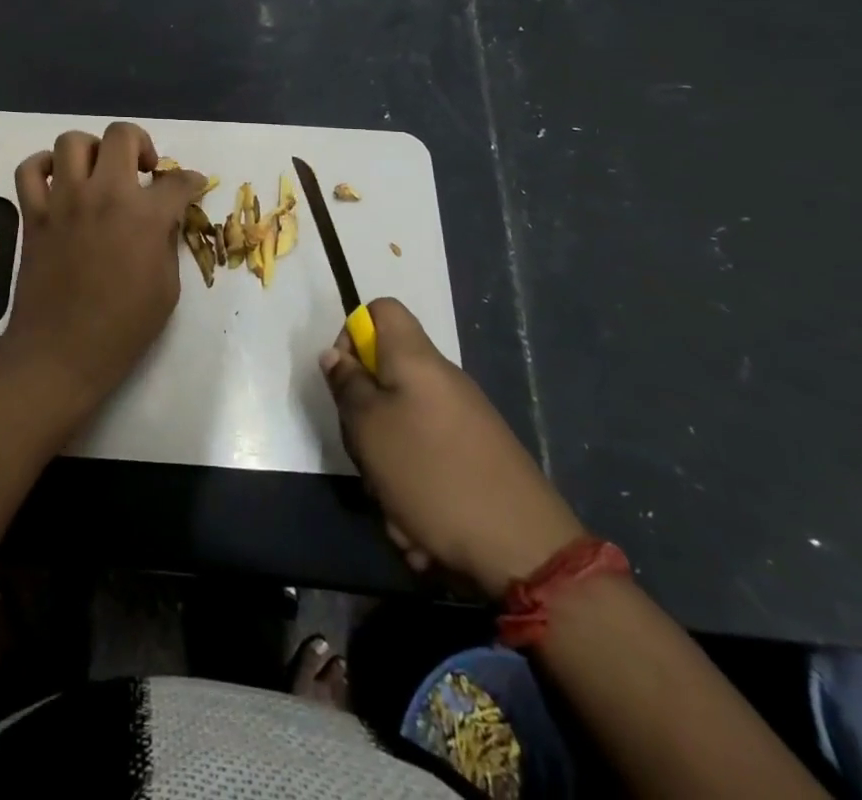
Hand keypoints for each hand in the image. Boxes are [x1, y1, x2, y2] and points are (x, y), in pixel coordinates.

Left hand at [0, 122, 207, 416]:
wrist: (62, 351)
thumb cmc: (123, 327)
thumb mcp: (166, 286)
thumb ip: (166, 241)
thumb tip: (164, 217)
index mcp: (144, 216)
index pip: (177, 181)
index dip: (191, 181)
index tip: (191, 184)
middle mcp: (104, 194)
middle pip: (122, 135)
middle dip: (141, 143)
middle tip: (143, 168)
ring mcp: (64, 200)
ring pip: (72, 142)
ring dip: (92, 150)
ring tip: (99, 171)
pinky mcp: (34, 214)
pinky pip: (29, 171)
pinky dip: (43, 167)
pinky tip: (57, 181)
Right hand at [321, 298, 584, 598]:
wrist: (525, 551)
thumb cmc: (432, 474)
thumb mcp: (369, 427)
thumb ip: (347, 386)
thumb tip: (336, 356)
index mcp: (416, 360)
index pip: (381, 310)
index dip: (353, 334)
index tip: (346, 379)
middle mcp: (442, 381)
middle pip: (386, 376)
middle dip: (366, 419)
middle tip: (365, 452)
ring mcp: (464, 421)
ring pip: (403, 428)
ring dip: (388, 468)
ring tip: (395, 508)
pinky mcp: (478, 459)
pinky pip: (429, 463)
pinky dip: (416, 493)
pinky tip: (420, 531)